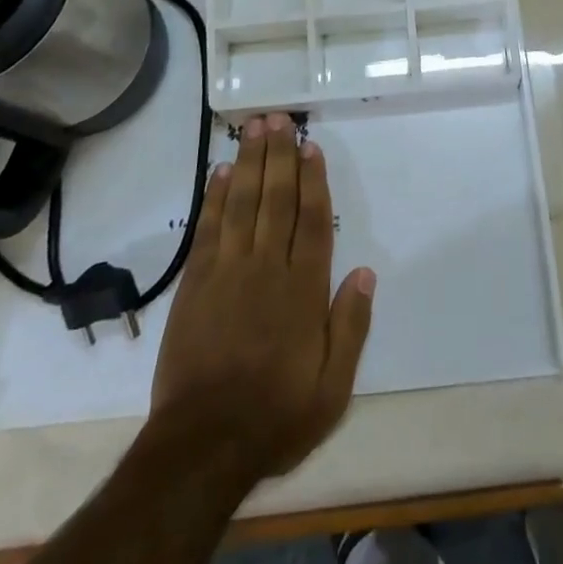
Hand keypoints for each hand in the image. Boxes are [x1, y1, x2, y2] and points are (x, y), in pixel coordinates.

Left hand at [150, 114, 375, 481]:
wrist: (203, 445)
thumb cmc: (275, 415)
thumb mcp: (332, 388)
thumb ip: (351, 326)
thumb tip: (366, 272)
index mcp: (303, 289)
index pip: (312, 220)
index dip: (313, 180)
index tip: (311, 146)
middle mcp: (268, 267)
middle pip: (276, 199)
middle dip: (279, 155)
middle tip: (278, 118)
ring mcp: (228, 271)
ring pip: (242, 203)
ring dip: (248, 162)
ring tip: (253, 128)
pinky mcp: (196, 282)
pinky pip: (208, 228)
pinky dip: (214, 197)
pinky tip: (219, 171)